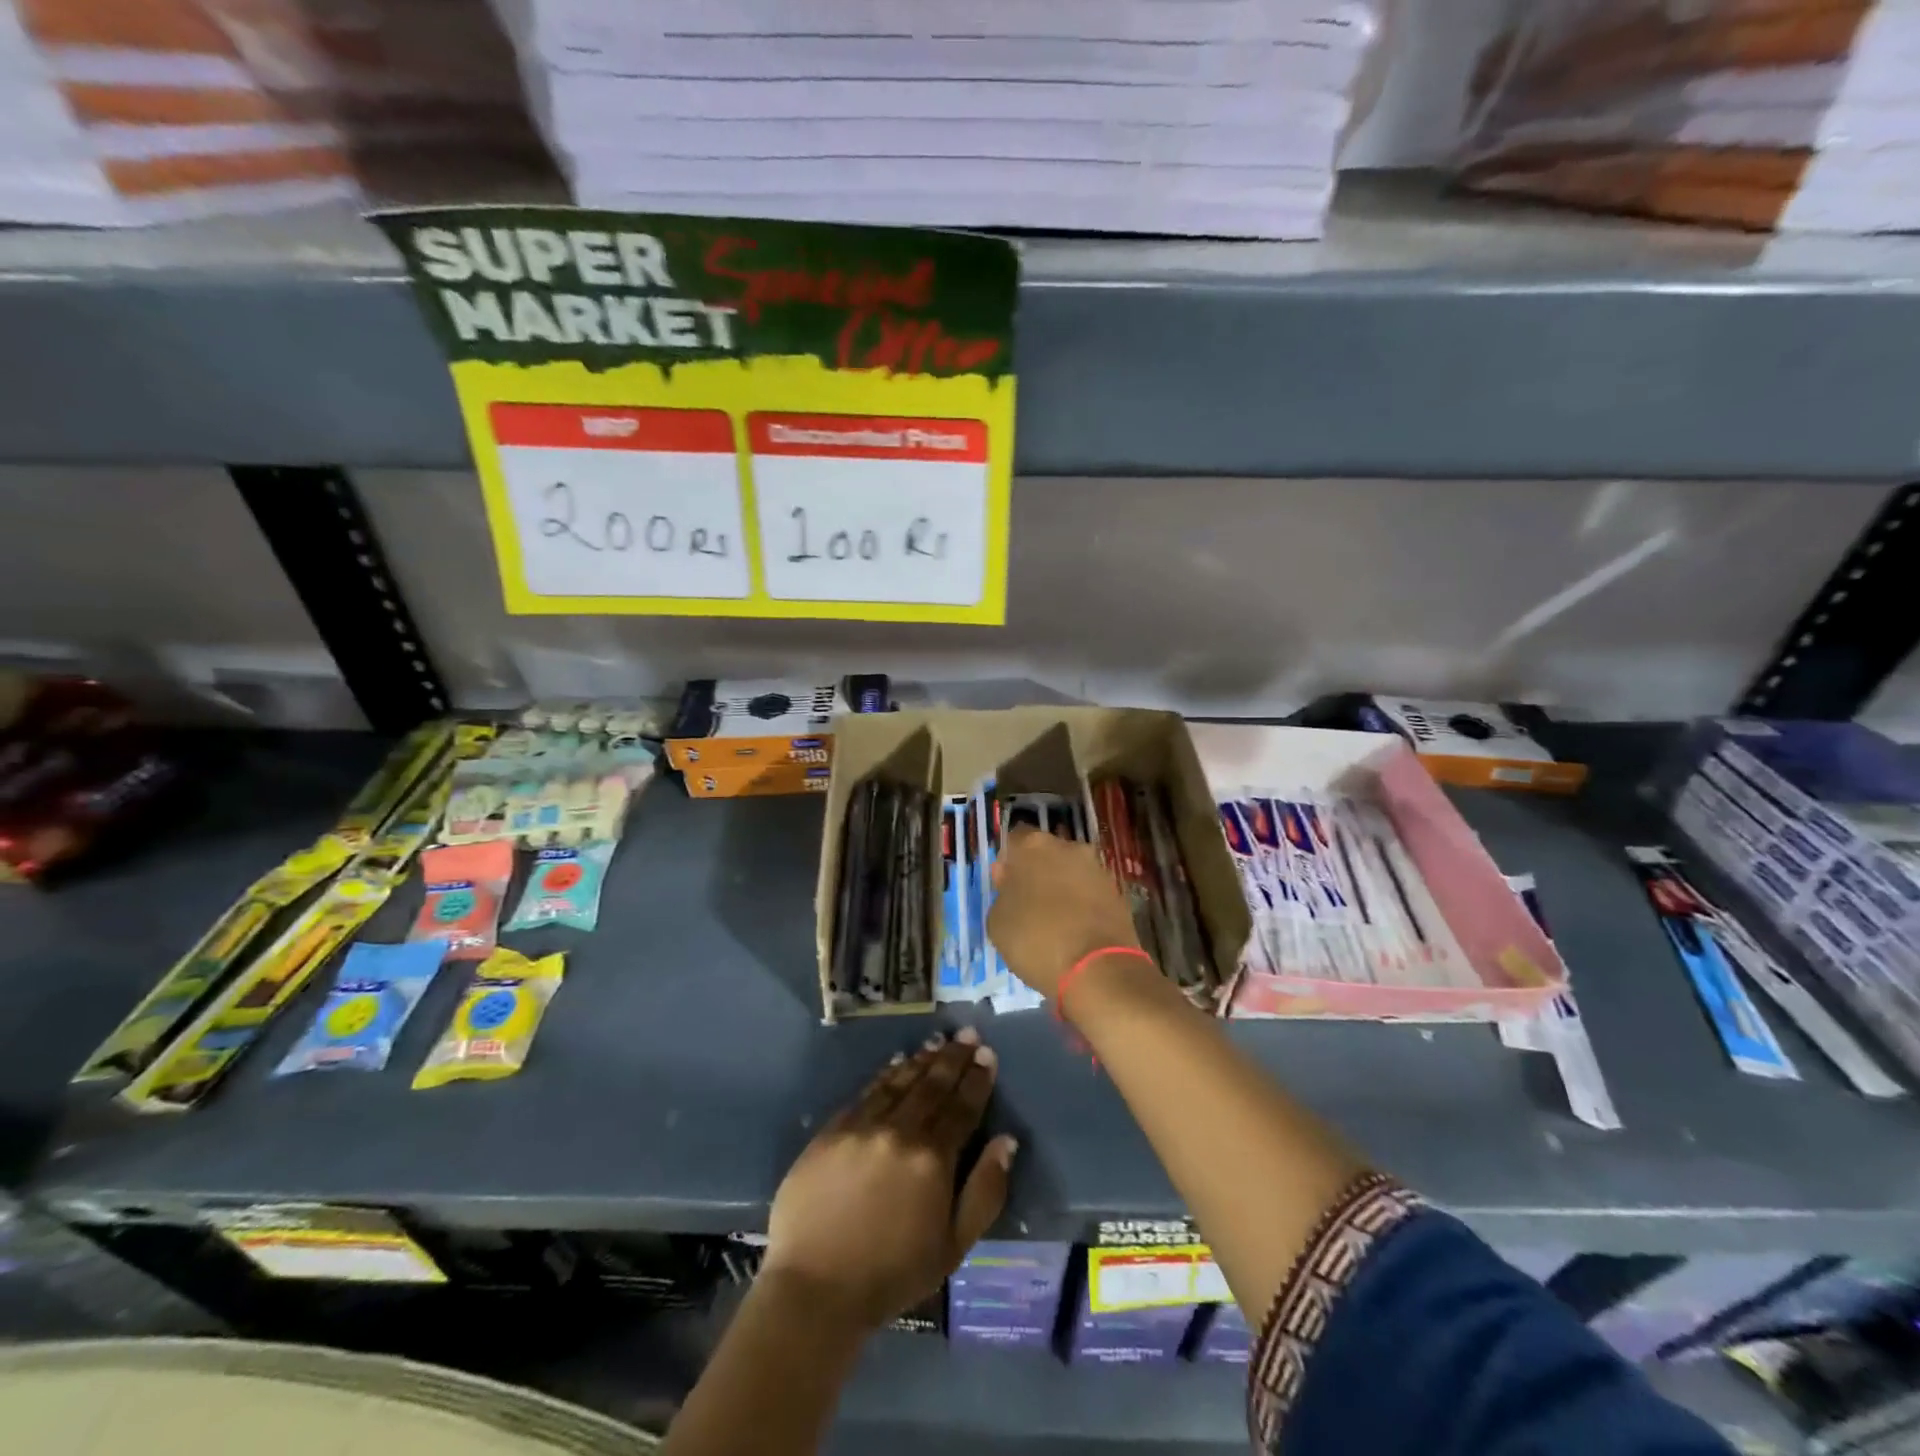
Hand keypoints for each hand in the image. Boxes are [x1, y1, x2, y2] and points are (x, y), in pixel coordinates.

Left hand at [763, 1029, 1017, 1329]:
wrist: (814, 1288)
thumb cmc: (891, 1275)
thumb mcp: (953, 1247)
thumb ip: (984, 1191)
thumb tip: (1006, 1142)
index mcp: (933, 1159)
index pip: (962, 1107)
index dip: (977, 1079)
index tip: (987, 1054)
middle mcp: (900, 1131)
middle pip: (933, 1085)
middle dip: (953, 1058)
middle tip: (967, 1034)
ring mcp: (863, 1126)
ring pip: (900, 1081)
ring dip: (922, 1059)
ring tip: (937, 1041)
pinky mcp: (832, 1130)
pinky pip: (867, 1092)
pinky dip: (886, 1074)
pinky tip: (896, 1063)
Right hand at [988, 825, 1140, 999]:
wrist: (1098, 969)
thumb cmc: (1036, 939)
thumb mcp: (997, 922)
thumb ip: (1001, 894)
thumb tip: (1009, 879)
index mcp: (1033, 845)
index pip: (1014, 839)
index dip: (1009, 862)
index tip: (1005, 886)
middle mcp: (1069, 847)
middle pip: (1046, 853)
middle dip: (1037, 872)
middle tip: (1028, 905)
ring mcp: (1097, 868)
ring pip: (1071, 872)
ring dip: (1062, 888)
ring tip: (1053, 922)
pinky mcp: (1118, 893)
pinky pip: (1090, 893)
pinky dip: (1082, 905)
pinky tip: (1075, 931)